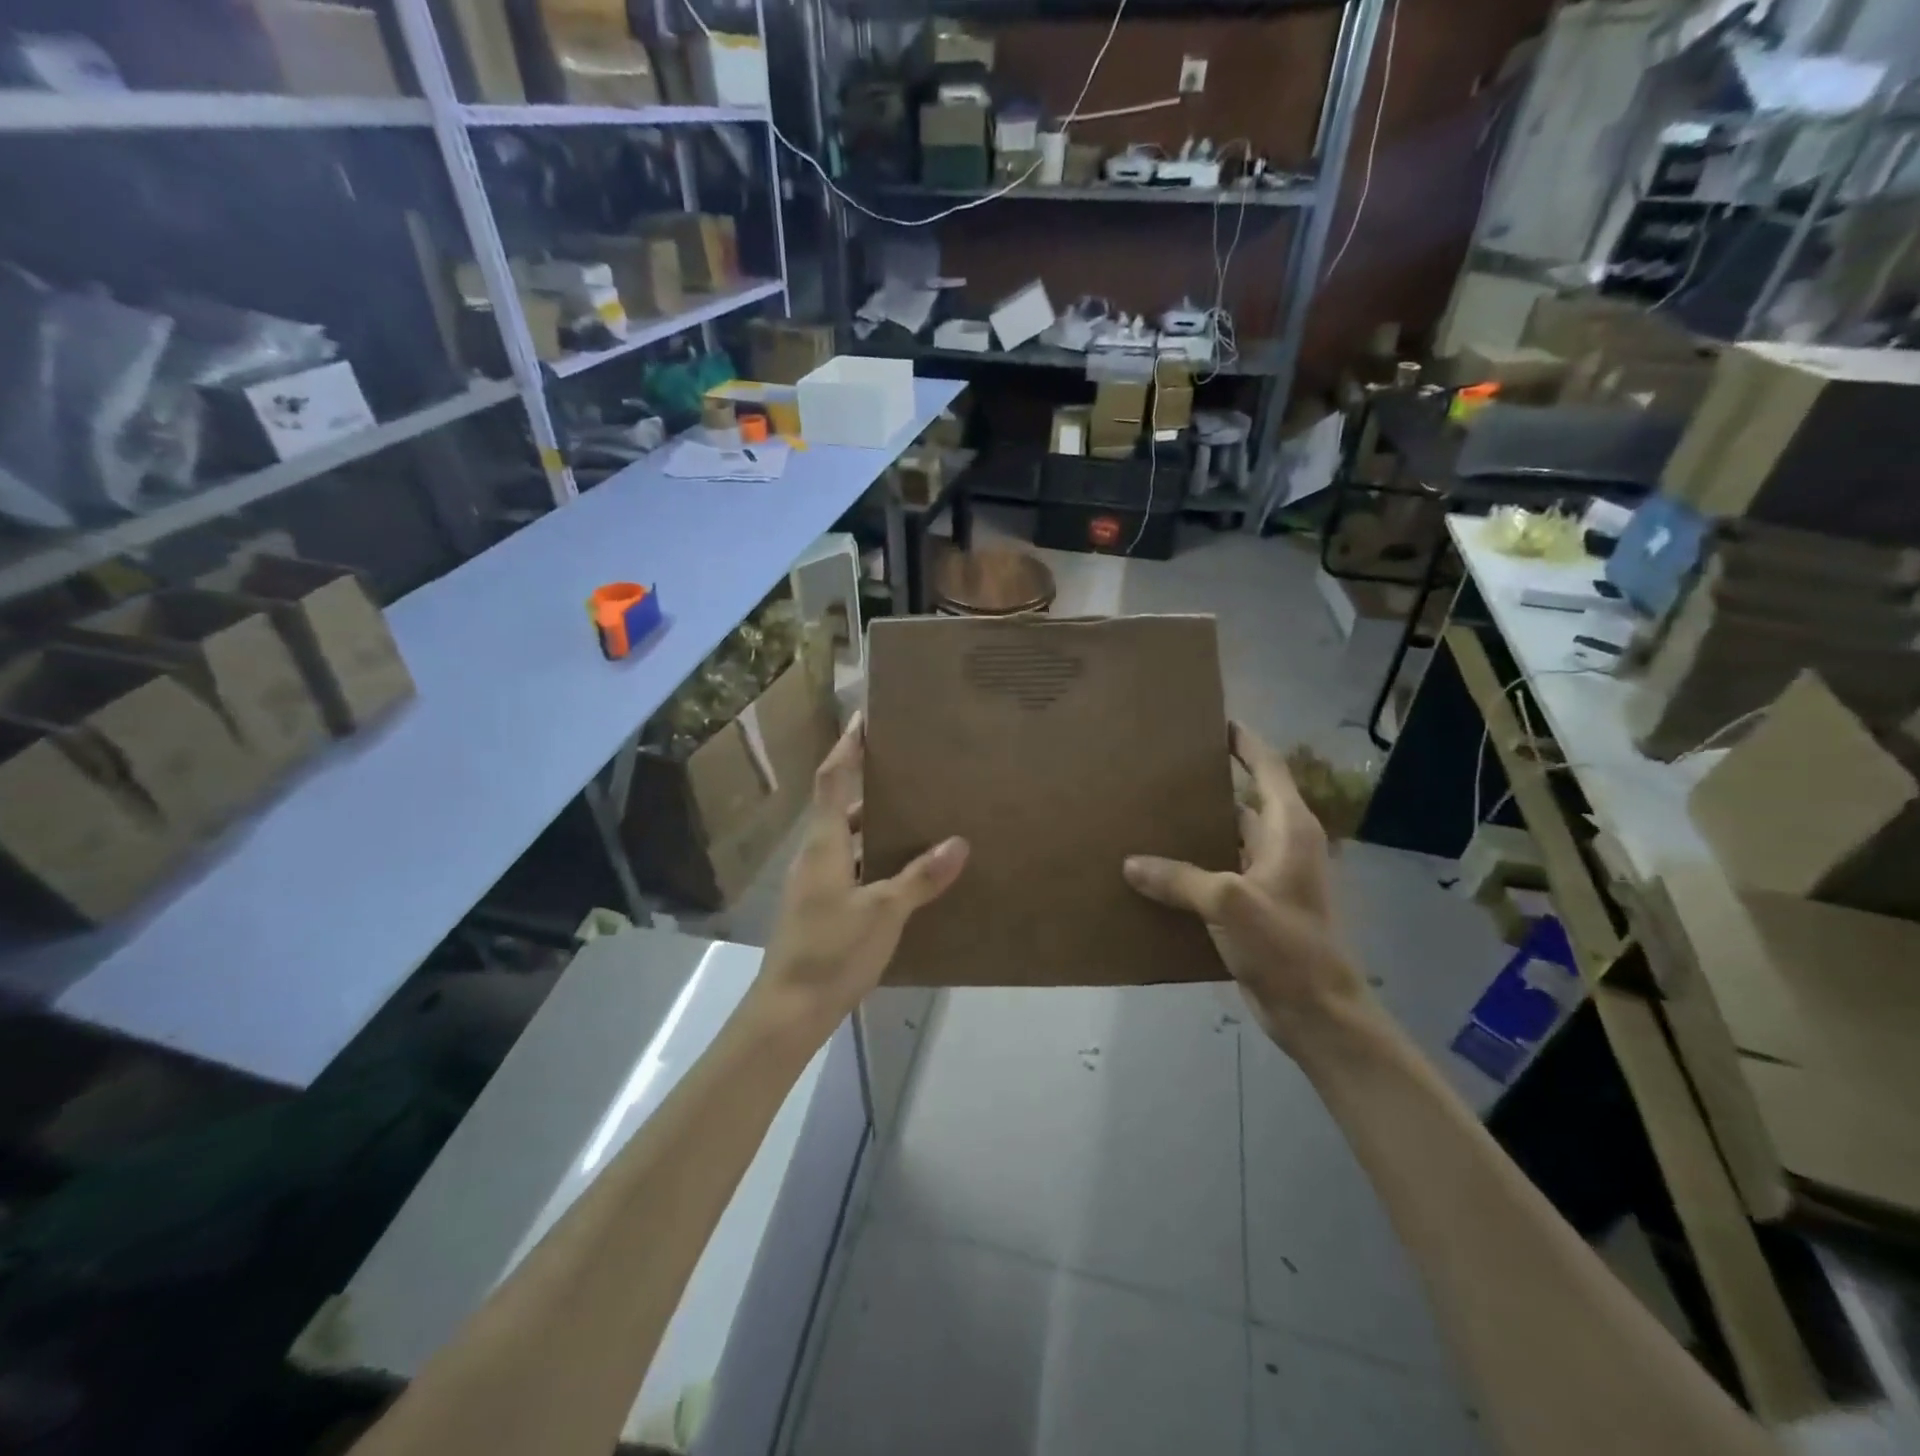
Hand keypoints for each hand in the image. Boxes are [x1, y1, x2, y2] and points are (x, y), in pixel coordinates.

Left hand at [755, 712, 968, 1034]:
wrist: (789, 1012)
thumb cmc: (831, 951)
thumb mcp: (884, 912)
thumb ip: (920, 877)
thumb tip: (959, 842)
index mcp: (823, 844)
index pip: (831, 780)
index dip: (846, 747)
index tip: (864, 718)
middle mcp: (816, 856)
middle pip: (841, 808)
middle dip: (872, 786)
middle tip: (912, 771)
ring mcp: (816, 884)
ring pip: (848, 841)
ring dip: (876, 827)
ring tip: (918, 817)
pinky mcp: (822, 908)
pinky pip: (852, 868)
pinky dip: (875, 860)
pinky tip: (906, 873)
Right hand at [1123, 723, 1372, 1055]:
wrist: (1317, 1012)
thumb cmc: (1286, 946)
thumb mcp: (1229, 903)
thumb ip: (1179, 879)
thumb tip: (1131, 863)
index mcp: (1288, 829)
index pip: (1268, 768)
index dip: (1245, 742)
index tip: (1215, 722)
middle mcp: (1282, 846)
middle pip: (1243, 802)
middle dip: (1209, 785)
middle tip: (1162, 771)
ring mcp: (1270, 879)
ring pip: (1228, 840)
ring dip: (1197, 829)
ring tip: (1150, 815)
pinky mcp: (1257, 908)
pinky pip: (1220, 873)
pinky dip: (1194, 866)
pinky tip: (1158, 871)